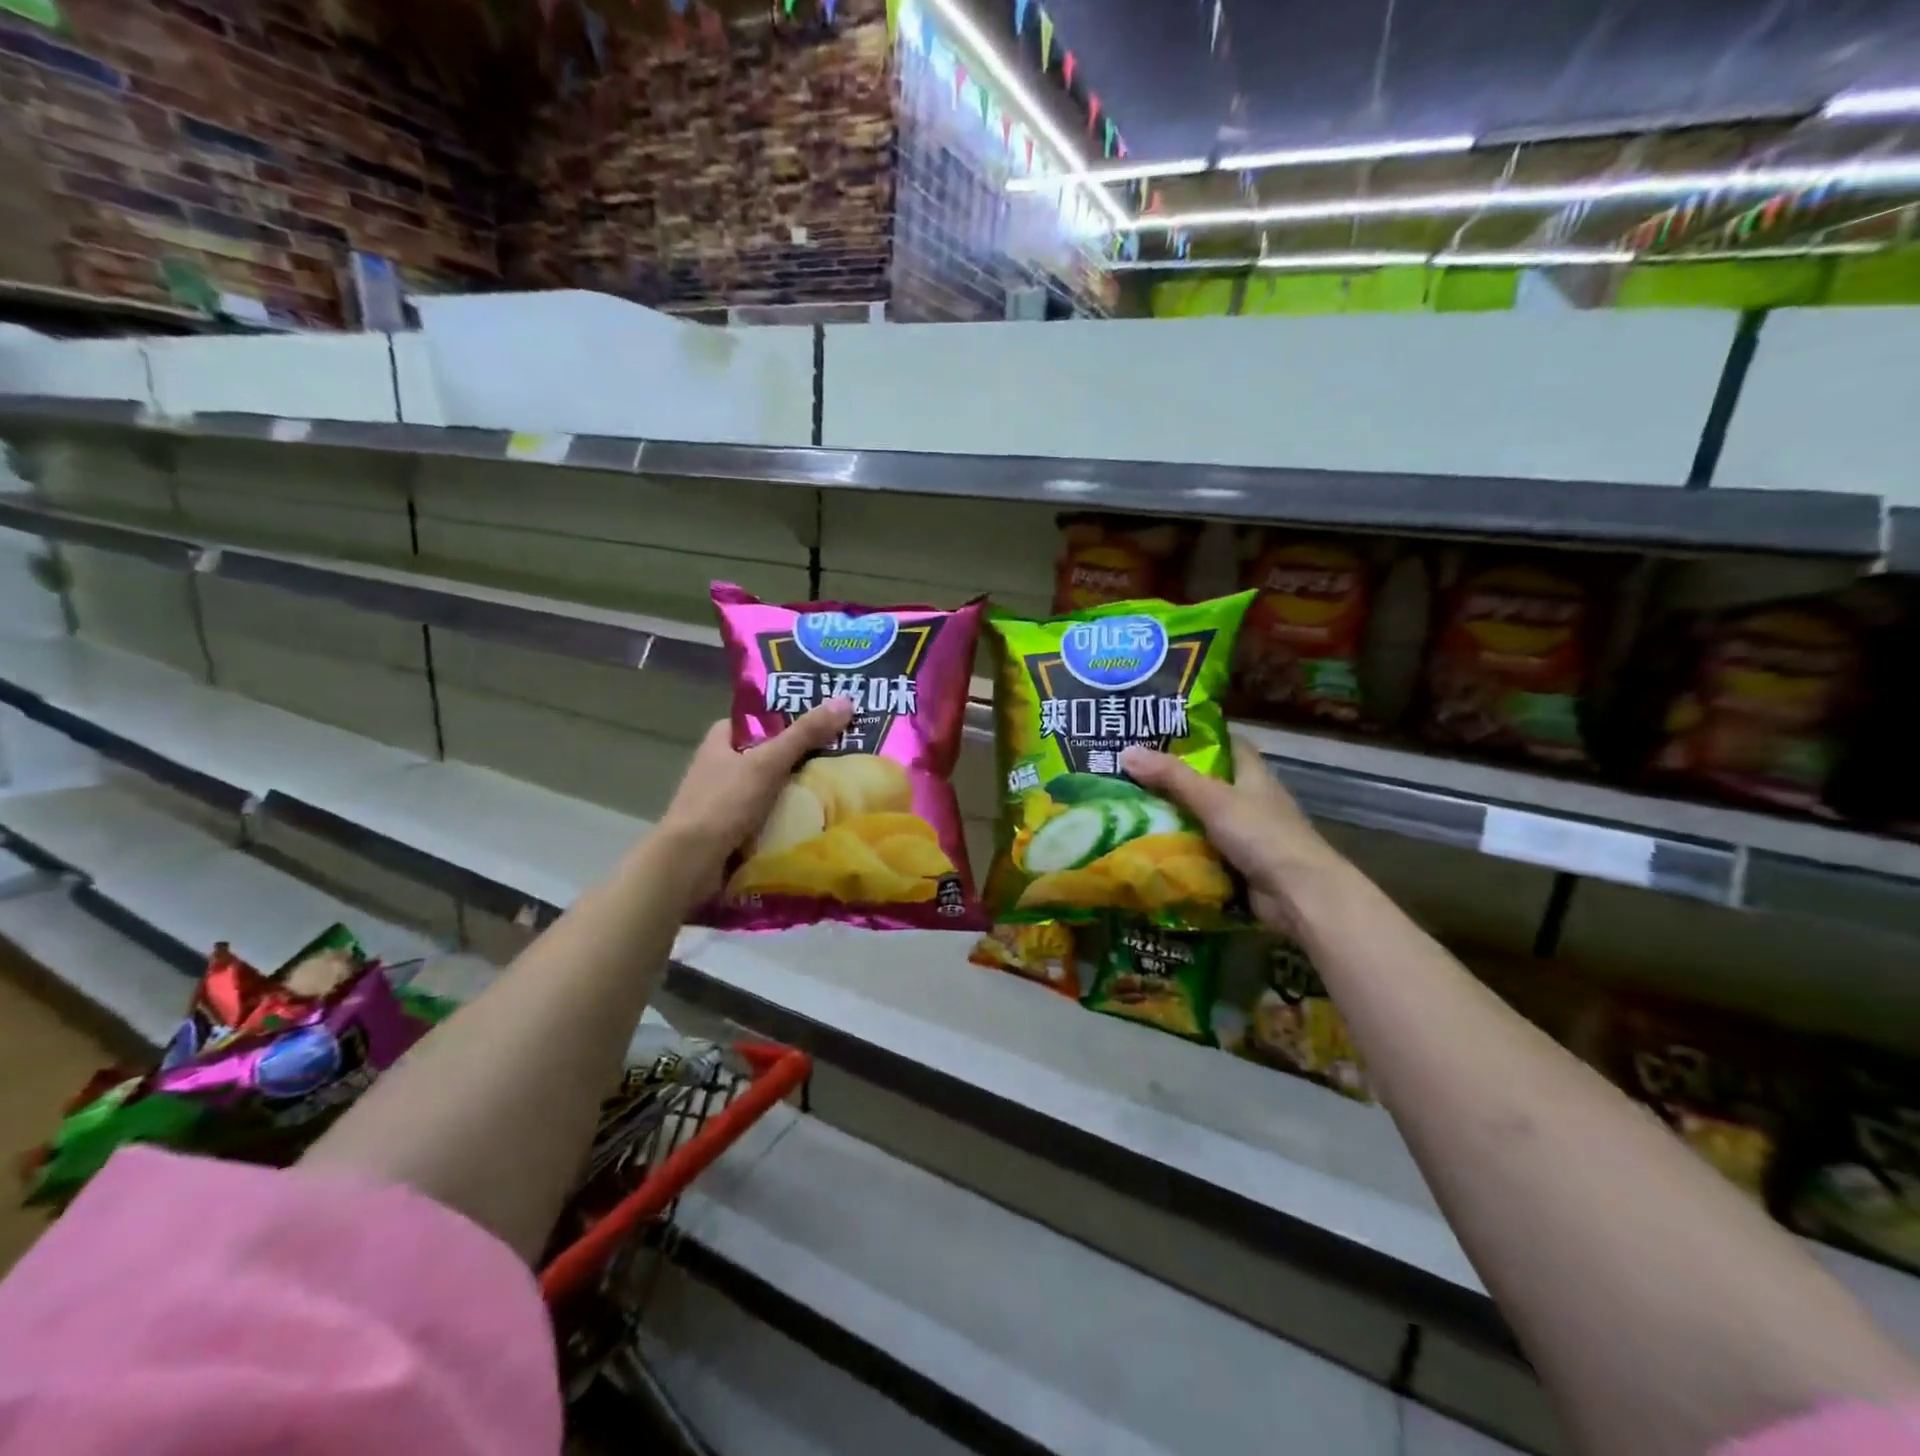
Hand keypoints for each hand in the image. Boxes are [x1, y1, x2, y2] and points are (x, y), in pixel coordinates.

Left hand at [656, 699, 854, 900]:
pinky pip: (770, 815)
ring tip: (840, 785)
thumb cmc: (724, 803)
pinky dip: (790, 816)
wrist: (690, 864)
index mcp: (720, 741)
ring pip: (772, 786)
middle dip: (802, 756)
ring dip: (799, 789)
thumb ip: (805, 734)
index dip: (791, 716)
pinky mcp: (733, 829)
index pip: (761, 719)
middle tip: (843, 753)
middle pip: (770, 753)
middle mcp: (721, 766)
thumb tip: (845, 700)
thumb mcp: (768, 762)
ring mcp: (726, 800)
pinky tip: (819, 817)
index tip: (826, 720)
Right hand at [1119, 735, 1350, 935]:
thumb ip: (1171, 777)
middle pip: (1210, 783)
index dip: (1200, 737)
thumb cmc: (1261, 834)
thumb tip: (1126, 751)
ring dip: (1176, 820)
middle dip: (1175, 782)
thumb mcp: (1212, 798)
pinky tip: (1153, 851)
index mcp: (1253, 775)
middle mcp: (1253, 801)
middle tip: (1133, 777)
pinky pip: (1205, 853)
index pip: (1228, 744)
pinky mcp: (1242, 866)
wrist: (1299, 894)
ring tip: (1132, 813)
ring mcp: (1249, 836)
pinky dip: (1184, 853)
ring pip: (1205, 820)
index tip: (1162, 736)